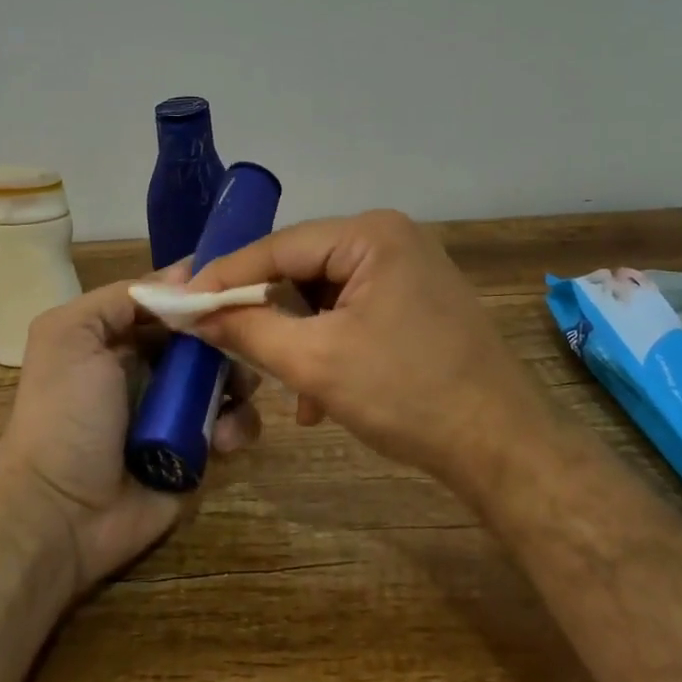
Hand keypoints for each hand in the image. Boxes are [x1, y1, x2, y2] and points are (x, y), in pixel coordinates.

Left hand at [0, 273, 260, 592]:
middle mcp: (154, 369)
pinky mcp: (200, 452)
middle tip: (249, 340)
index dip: (204, 293)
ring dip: (241, 380)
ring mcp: (180, 411)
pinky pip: (235, 426)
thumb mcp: (71, 335)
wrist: (60, 514)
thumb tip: (187, 272)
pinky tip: (222, 439)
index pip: (175, 302)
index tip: (237, 285)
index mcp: (123, 338)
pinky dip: (237, 426)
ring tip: (236, 393)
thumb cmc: (65, 414)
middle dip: (232, 335)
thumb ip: (122, 298)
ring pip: (230, 378)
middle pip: (209, 337)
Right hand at [186, 211, 545, 495]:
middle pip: (303, 268)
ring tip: (284, 387)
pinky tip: (319, 396)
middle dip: (264, 311)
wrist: (503, 446)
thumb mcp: (317, 362)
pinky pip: (354, 312)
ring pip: (326, 295)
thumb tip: (193, 313)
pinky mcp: (417, 301)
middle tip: (219, 340)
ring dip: (298, 338)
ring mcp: (409, 269)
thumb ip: (249, 330)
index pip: (279, 247)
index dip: (224, 277)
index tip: (178, 302)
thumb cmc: (408, 395)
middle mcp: (391, 239)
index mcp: (371, 235)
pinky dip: (330, 346)